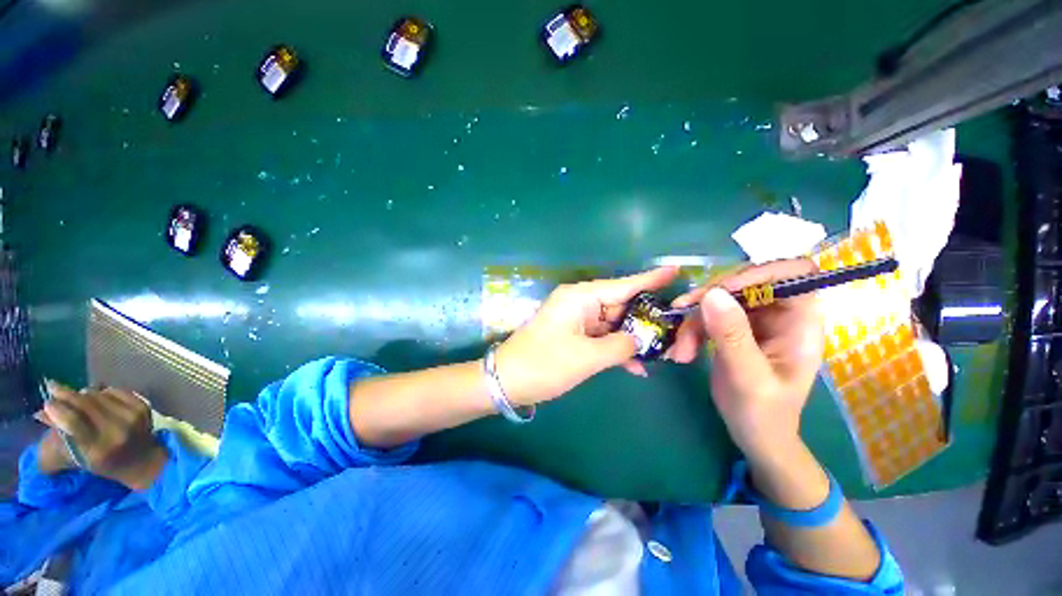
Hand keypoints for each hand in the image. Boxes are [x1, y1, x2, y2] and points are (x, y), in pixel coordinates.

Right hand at [39, 381, 167, 490]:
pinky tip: (97, 397)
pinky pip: (115, 391)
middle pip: (85, 404)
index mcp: (97, 449)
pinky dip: (103, 392)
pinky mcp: (143, 407)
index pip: (72, 421)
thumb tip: (41, 412)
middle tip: (52, 387)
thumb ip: (60, 436)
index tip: (47, 403)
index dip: (57, 409)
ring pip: (98, 395)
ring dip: (83, 393)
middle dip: (65, 394)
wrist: (143, 460)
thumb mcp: (79, 457)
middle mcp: (116, 431)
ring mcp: (132, 417)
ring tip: (75, 396)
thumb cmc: (104, 461)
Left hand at [496, 266, 678, 405]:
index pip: (623, 285)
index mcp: (580, 298)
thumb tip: (639, 341)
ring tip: (663, 352)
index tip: (677, 270)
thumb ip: (620, 346)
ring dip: (632, 338)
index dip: (651, 279)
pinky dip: (616, 349)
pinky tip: (636, 366)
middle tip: (677, 329)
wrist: (508, 380)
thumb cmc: (544, 363)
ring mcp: (576, 319)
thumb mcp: (587, 357)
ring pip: (613, 323)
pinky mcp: (574, 334)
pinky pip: (602, 336)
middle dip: (647, 319)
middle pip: (621, 305)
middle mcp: (580, 303)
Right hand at [668, 259, 822, 458]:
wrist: (754, 434)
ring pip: (719, 298)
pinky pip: (708, 314)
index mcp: (801, 322)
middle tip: (683, 311)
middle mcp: (780, 314)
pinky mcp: (733, 328)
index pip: (794, 273)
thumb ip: (731, 335)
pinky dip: (691, 329)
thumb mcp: (747, 376)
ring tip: (681, 350)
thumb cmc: (763, 413)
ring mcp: (755, 320)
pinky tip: (682, 351)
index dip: (760, 272)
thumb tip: (712, 294)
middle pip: (746, 282)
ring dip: (694, 320)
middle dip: (711, 297)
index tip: (723, 290)